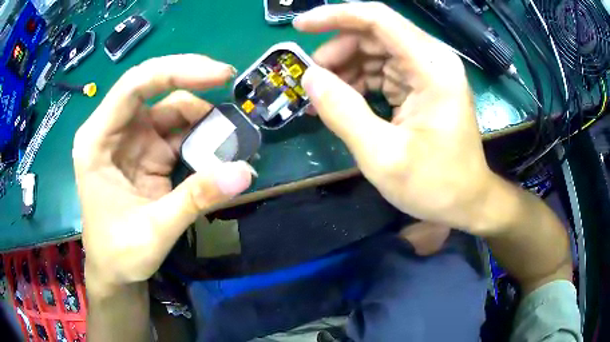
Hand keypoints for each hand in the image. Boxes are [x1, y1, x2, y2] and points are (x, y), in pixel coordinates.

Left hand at [73, 55, 253, 292]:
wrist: (116, 272)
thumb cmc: (119, 253)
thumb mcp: (154, 231)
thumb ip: (196, 199)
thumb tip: (245, 172)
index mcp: (97, 141)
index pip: (133, 86)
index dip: (175, 71)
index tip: (218, 75)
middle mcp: (113, 131)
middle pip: (154, 88)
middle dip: (192, 81)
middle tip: (230, 82)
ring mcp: (132, 140)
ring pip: (170, 109)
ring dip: (201, 118)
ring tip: (231, 135)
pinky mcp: (148, 153)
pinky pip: (178, 133)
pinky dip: (201, 137)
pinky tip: (219, 150)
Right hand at [295, 3, 497, 232]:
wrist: (467, 200)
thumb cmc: (435, 185)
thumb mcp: (383, 157)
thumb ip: (343, 112)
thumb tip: (310, 77)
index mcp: (432, 68)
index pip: (378, 20)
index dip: (335, 16)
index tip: (300, 27)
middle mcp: (433, 59)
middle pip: (374, 34)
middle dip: (337, 52)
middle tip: (311, 81)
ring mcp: (429, 70)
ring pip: (375, 50)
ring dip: (345, 68)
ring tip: (323, 98)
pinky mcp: (423, 84)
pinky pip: (383, 69)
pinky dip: (359, 81)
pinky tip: (343, 102)